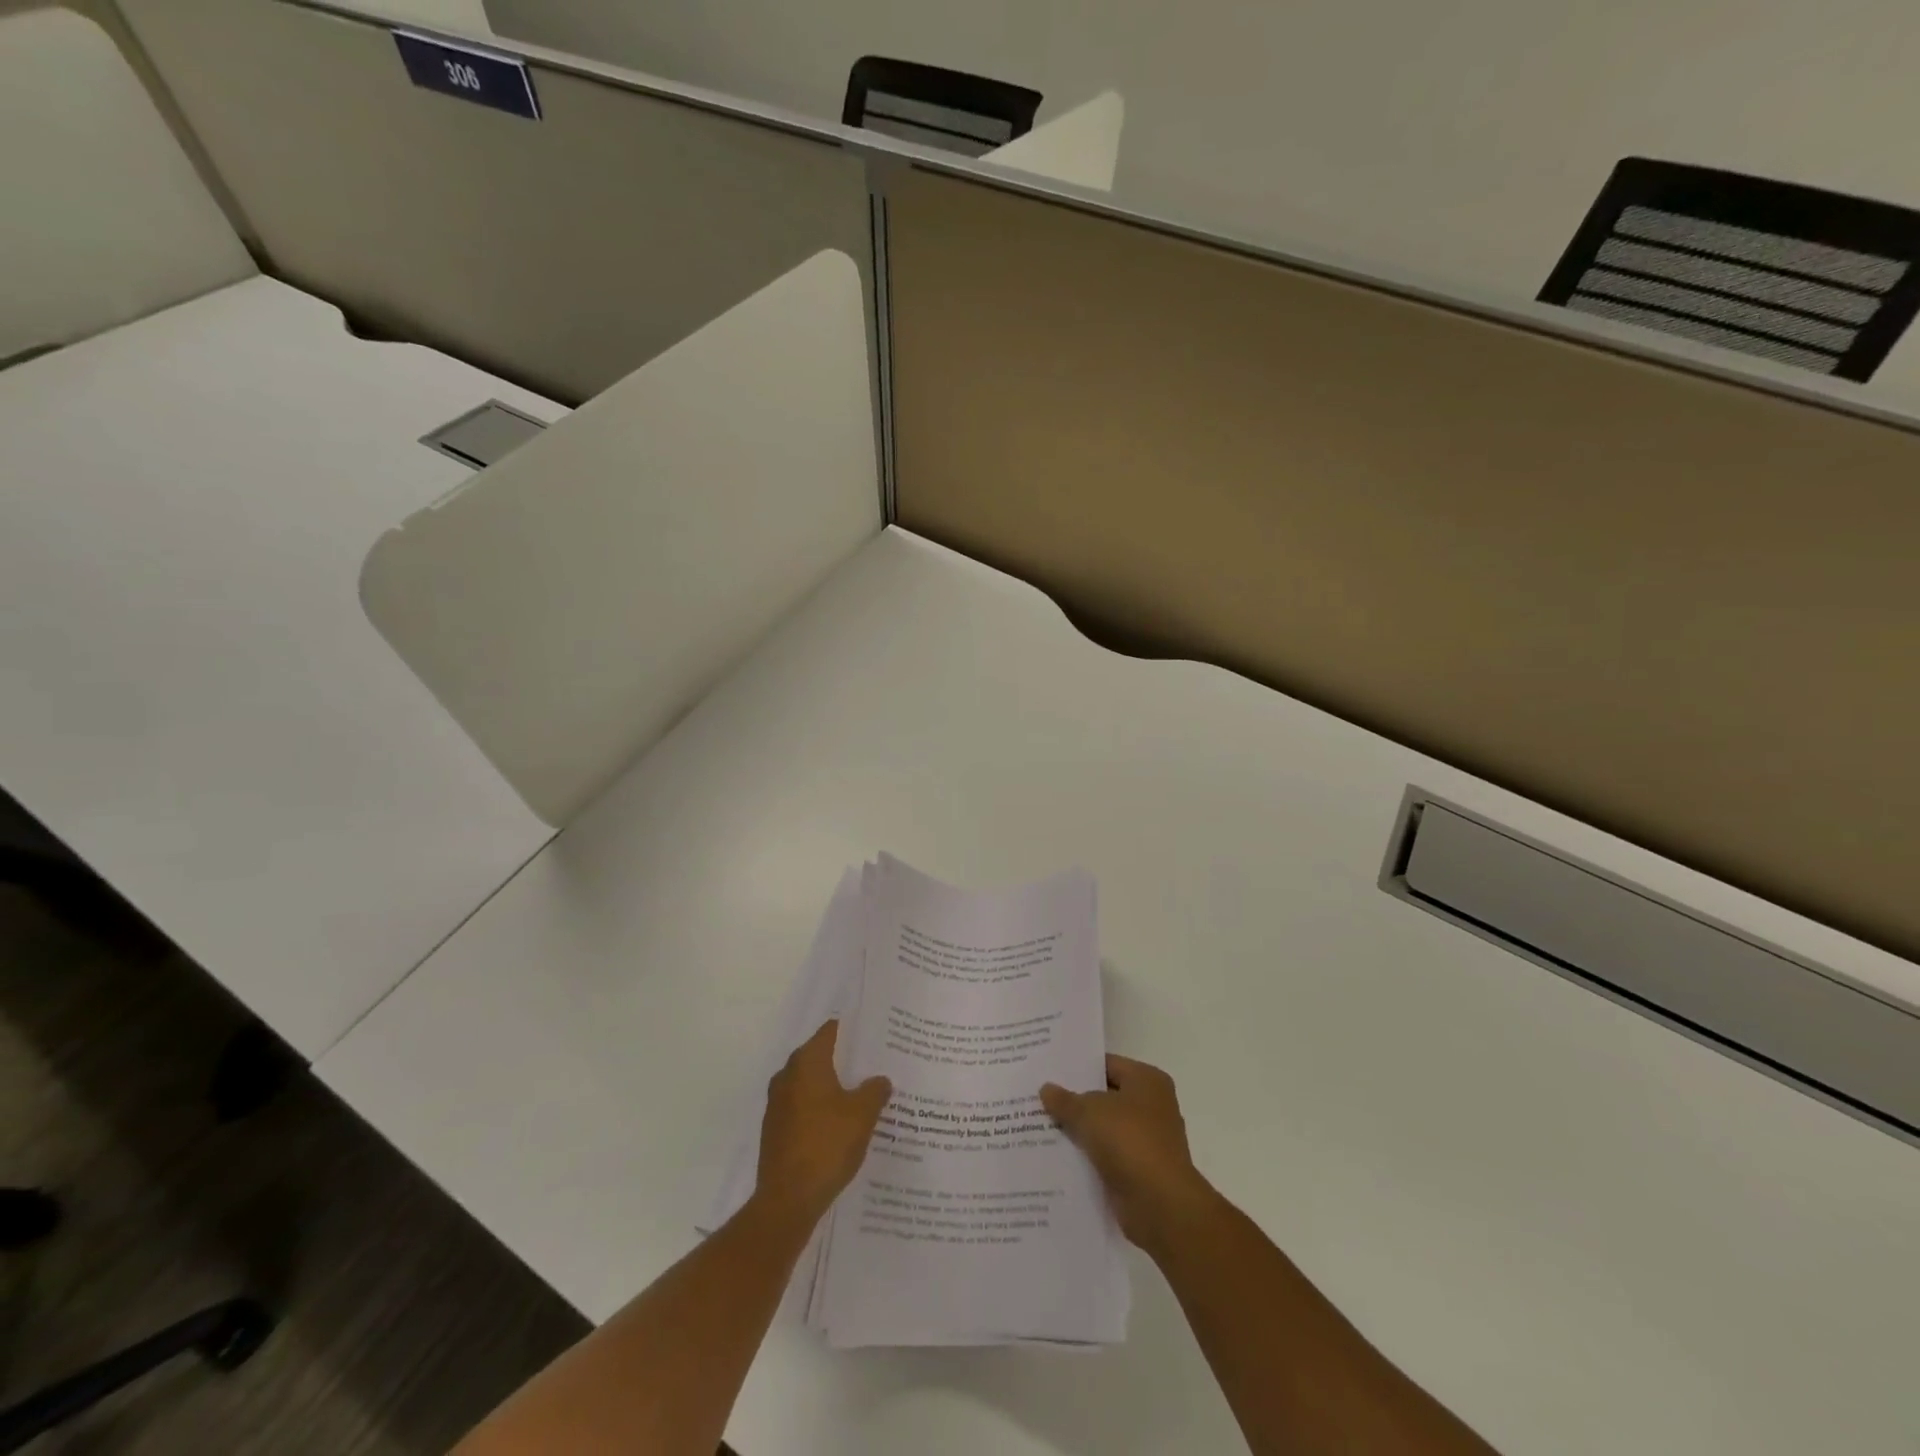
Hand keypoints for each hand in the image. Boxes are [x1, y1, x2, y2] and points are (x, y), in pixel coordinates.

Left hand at [753, 1020, 891, 1229]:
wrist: (788, 1200)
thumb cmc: (827, 1145)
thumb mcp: (863, 1114)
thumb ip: (875, 1090)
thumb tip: (880, 1080)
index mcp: (807, 1062)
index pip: (831, 1031)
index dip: (853, 1031)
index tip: (875, 1036)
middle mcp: (787, 1075)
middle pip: (821, 1056)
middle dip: (846, 1061)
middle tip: (875, 1066)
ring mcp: (778, 1104)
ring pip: (812, 1085)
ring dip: (833, 1088)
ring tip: (863, 1096)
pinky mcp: (776, 1130)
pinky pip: (804, 1108)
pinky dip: (821, 1110)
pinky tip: (842, 1126)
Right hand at [1041, 1054, 1212, 1252]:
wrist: (1160, 1204)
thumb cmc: (1129, 1141)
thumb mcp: (1089, 1112)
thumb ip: (1065, 1100)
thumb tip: (1046, 1088)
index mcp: (1147, 1081)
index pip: (1107, 1064)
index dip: (1078, 1067)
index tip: (1049, 1070)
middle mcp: (1152, 1106)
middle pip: (1105, 1097)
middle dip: (1075, 1100)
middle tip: (1038, 1096)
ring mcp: (1147, 1140)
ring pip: (1104, 1128)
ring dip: (1079, 1130)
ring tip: (1039, 1125)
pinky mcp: (1138, 1171)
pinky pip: (1106, 1156)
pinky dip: (1087, 1157)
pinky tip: (1056, 1156)